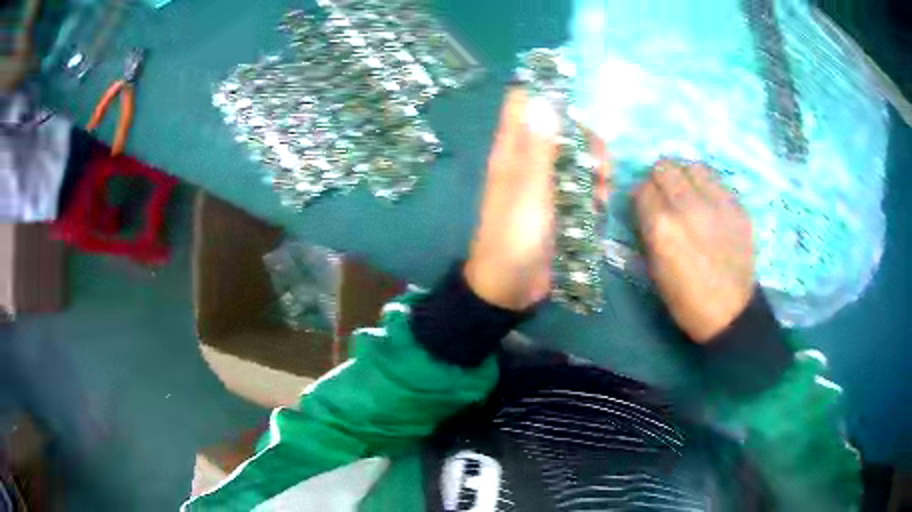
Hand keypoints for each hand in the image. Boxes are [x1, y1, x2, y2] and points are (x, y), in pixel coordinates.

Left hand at [465, 89, 609, 310]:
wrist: (511, 287)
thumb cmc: (515, 236)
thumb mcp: (529, 189)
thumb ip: (538, 146)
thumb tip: (543, 99)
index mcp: (512, 150)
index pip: (523, 103)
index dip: (546, 91)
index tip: (577, 95)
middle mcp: (529, 160)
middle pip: (561, 129)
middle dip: (585, 139)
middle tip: (599, 162)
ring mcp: (546, 183)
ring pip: (576, 157)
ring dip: (595, 168)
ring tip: (601, 191)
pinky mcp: (560, 204)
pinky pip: (582, 184)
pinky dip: (594, 190)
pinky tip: (599, 206)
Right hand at [634, 160, 754, 342]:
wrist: (730, 313)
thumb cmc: (686, 299)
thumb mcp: (654, 269)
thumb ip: (647, 230)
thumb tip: (645, 206)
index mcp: (662, 227)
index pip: (641, 188)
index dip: (641, 196)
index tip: (646, 206)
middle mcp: (687, 207)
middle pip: (664, 167)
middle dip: (660, 179)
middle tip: (666, 195)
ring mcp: (716, 203)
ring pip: (692, 166)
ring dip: (684, 175)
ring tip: (688, 192)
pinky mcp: (737, 207)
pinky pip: (716, 181)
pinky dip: (707, 186)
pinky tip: (709, 204)